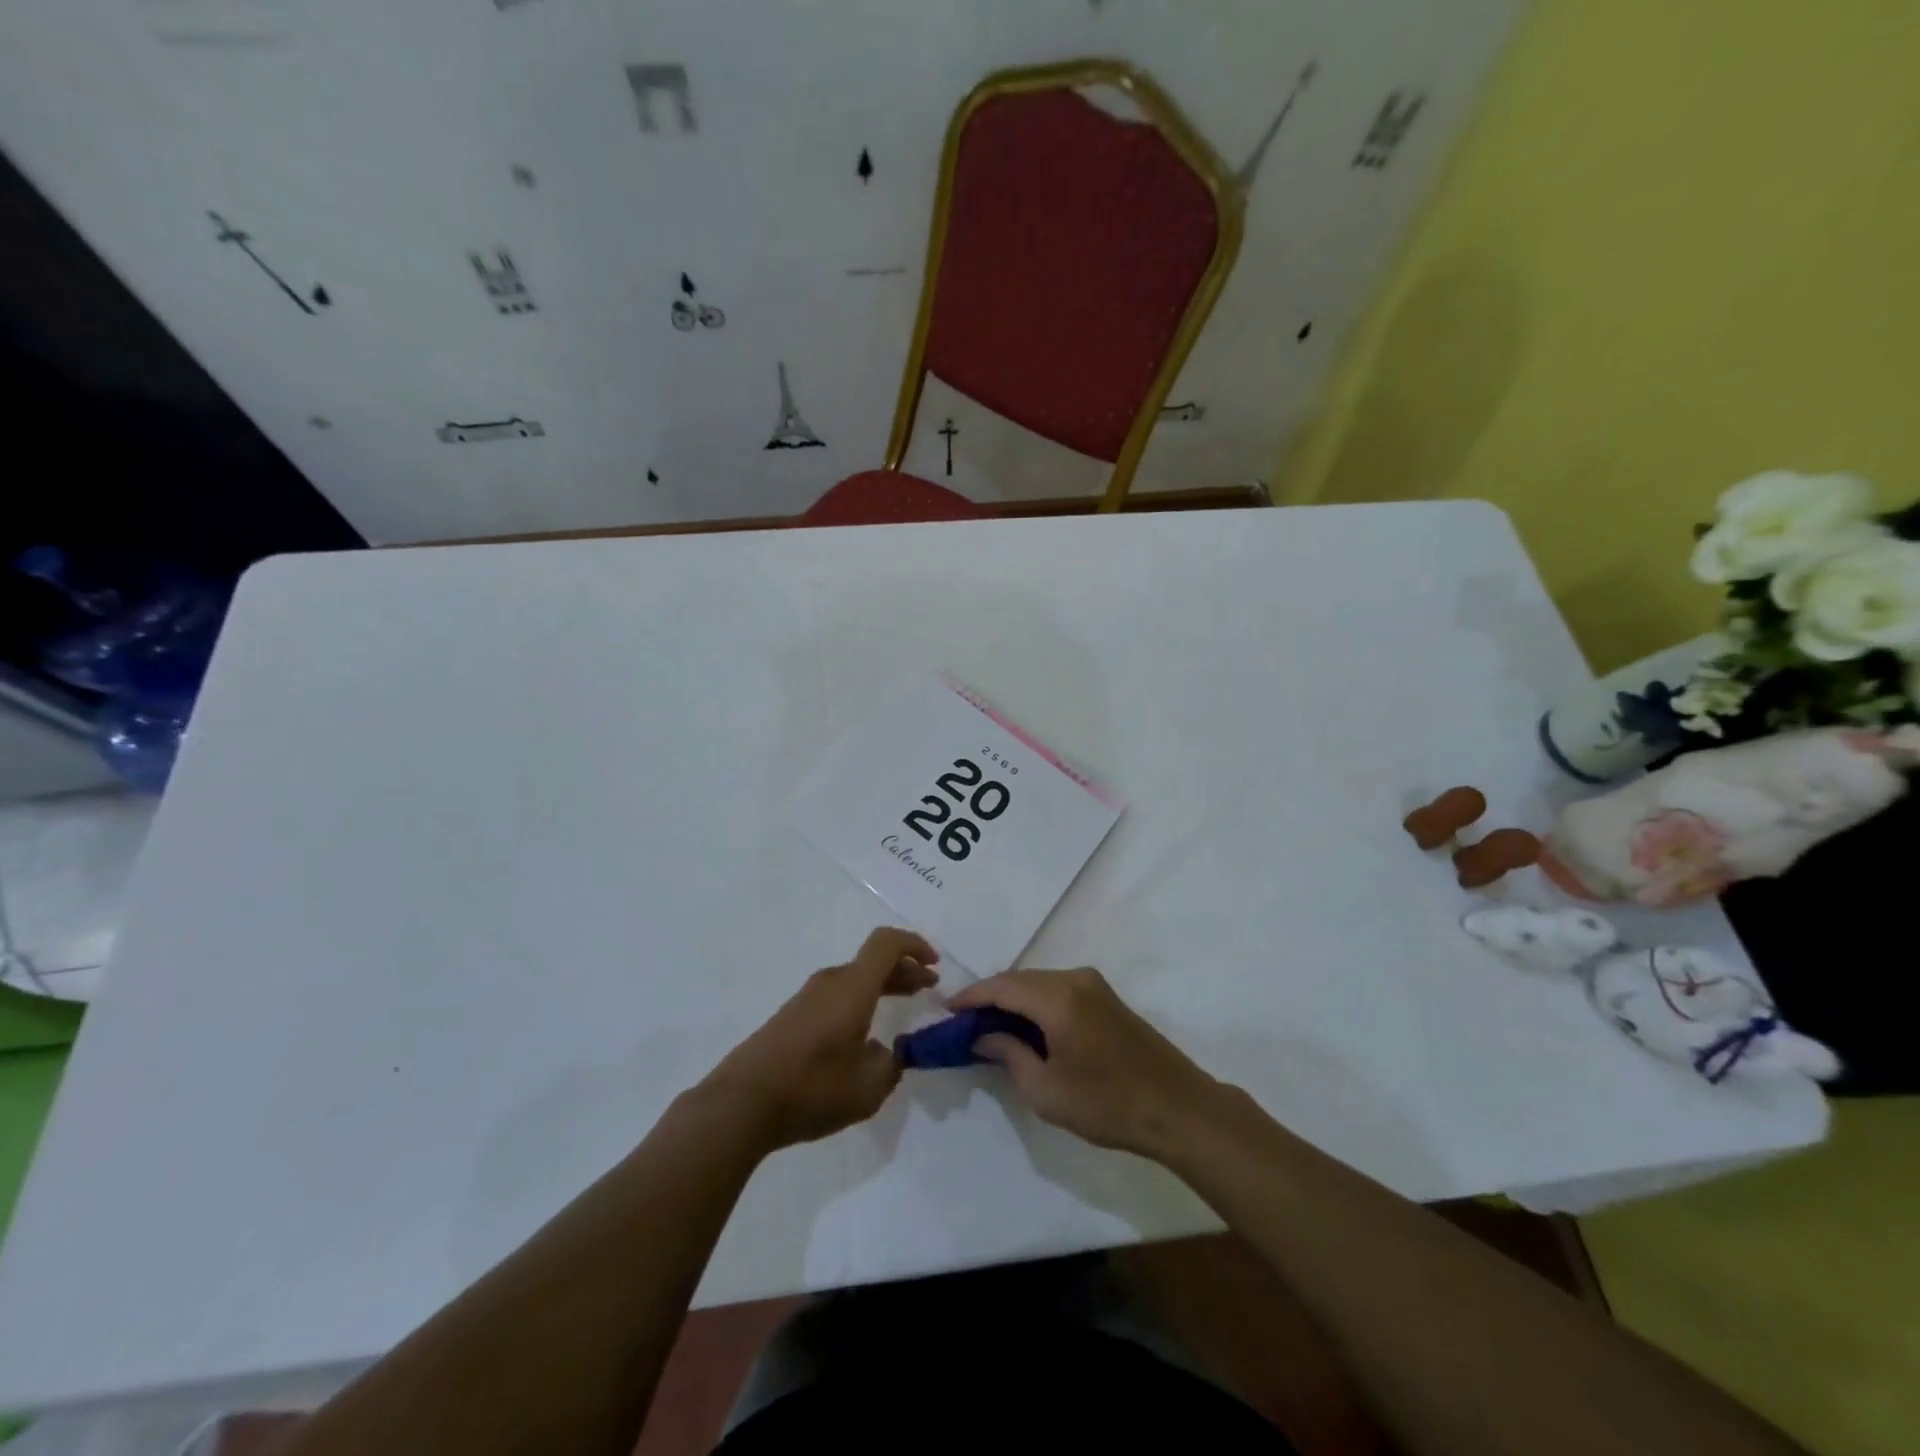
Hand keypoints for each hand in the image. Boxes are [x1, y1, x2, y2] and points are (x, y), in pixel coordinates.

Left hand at [701, 928, 937, 1153]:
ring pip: (854, 978)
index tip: (934, 966)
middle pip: (873, 960)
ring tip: (901, 1007)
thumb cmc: (812, 1089)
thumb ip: (890, 1066)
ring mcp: (807, 997)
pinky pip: (836, 994)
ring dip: (882, 985)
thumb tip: (889, 1053)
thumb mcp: (868, 1089)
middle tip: (928, 987)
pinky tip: (864, 1032)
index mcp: (853, 987)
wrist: (740, 1104)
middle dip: (904, 969)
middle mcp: (830, 982)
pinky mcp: (791, 1016)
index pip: (887, 943)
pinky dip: (860, 1000)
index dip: (915, 946)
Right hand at [949, 967, 1223, 1159]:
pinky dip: (1035, 1002)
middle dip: (990, 997)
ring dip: (1013, 999)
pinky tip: (1025, 1026)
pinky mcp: (1106, 997)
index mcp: (1058, 998)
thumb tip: (983, 1035)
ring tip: (989, 1025)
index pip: (1002, 987)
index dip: (971, 997)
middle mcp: (1075, 979)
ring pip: (1039, 982)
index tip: (946, 1010)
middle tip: (964, 1022)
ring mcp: (1094, 984)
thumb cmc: (1108, 1104)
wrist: (1178, 1109)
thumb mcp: (1047, 1090)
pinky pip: (1058, 989)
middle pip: (1020, 980)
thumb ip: (1009, 1055)